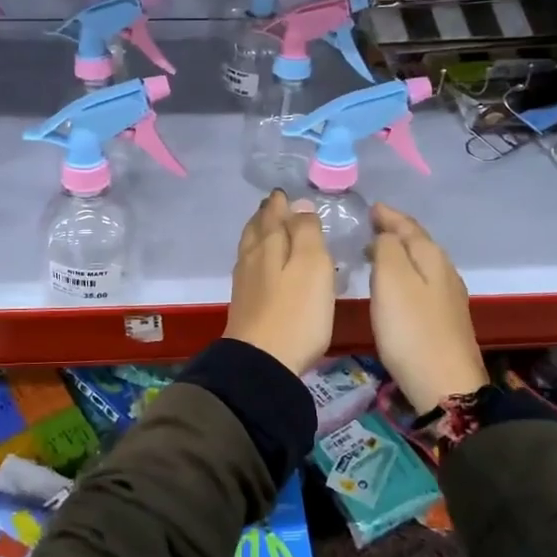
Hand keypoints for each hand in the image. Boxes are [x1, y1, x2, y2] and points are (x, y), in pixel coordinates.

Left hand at [224, 190, 334, 375]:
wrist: (262, 362)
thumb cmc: (296, 312)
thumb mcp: (312, 265)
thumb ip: (306, 232)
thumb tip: (298, 205)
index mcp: (268, 244)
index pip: (272, 213)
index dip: (280, 202)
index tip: (285, 194)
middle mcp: (251, 257)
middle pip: (256, 229)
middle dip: (266, 215)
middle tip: (275, 206)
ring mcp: (244, 282)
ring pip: (250, 247)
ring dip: (259, 234)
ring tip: (269, 229)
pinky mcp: (244, 305)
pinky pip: (250, 268)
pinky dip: (258, 257)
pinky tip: (264, 266)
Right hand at [368, 203, 485, 411]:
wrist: (445, 385)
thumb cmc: (411, 329)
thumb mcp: (391, 280)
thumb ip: (387, 248)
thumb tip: (386, 235)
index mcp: (431, 257)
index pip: (408, 225)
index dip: (388, 215)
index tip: (370, 207)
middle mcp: (444, 271)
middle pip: (418, 242)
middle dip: (395, 231)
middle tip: (371, 226)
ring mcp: (448, 297)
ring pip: (421, 263)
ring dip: (400, 253)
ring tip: (378, 252)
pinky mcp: (445, 319)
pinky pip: (422, 282)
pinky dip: (406, 274)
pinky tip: (396, 285)